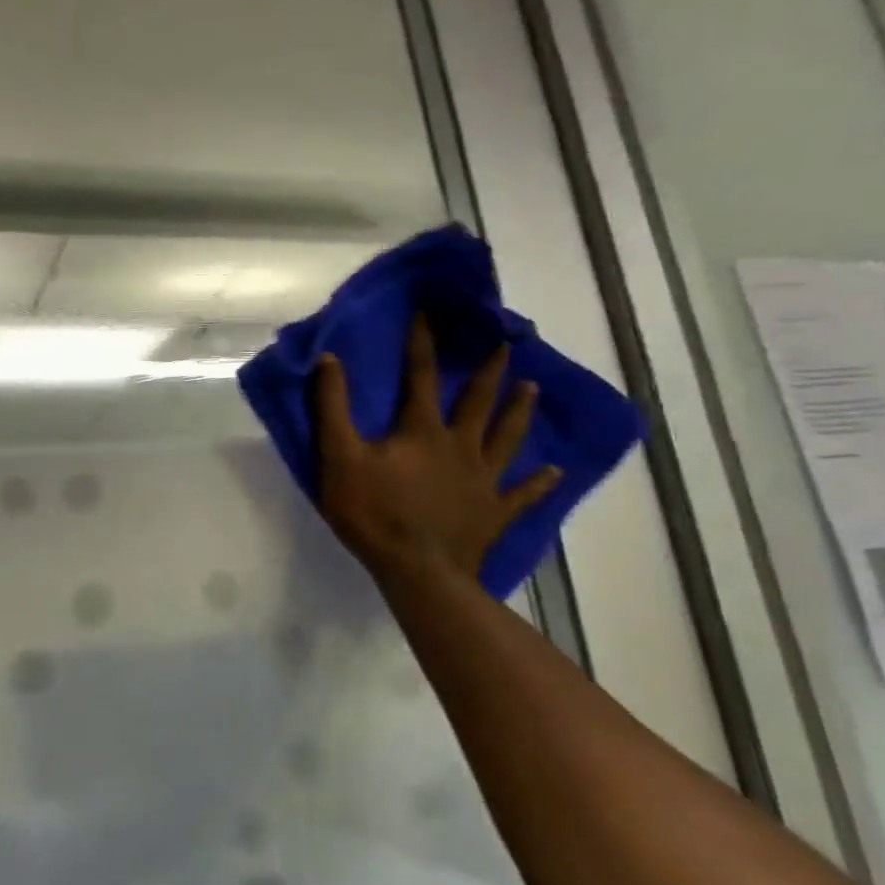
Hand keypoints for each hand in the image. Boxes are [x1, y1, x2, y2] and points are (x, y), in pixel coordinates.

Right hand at [312, 318, 560, 580]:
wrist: (417, 571)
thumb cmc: (373, 513)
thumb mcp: (339, 457)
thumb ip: (332, 408)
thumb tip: (329, 360)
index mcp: (422, 431)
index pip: (420, 377)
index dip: (422, 343)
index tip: (429, 313)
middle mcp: (460, 446)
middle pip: (478, 402)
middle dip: (488, 371)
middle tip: (505, 344)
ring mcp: (483, 480)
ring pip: (506, 438)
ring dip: (519, 411)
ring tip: (532, 387)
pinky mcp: (494, 513)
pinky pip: (522, 494)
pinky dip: (540, 483)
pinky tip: (555, 472)